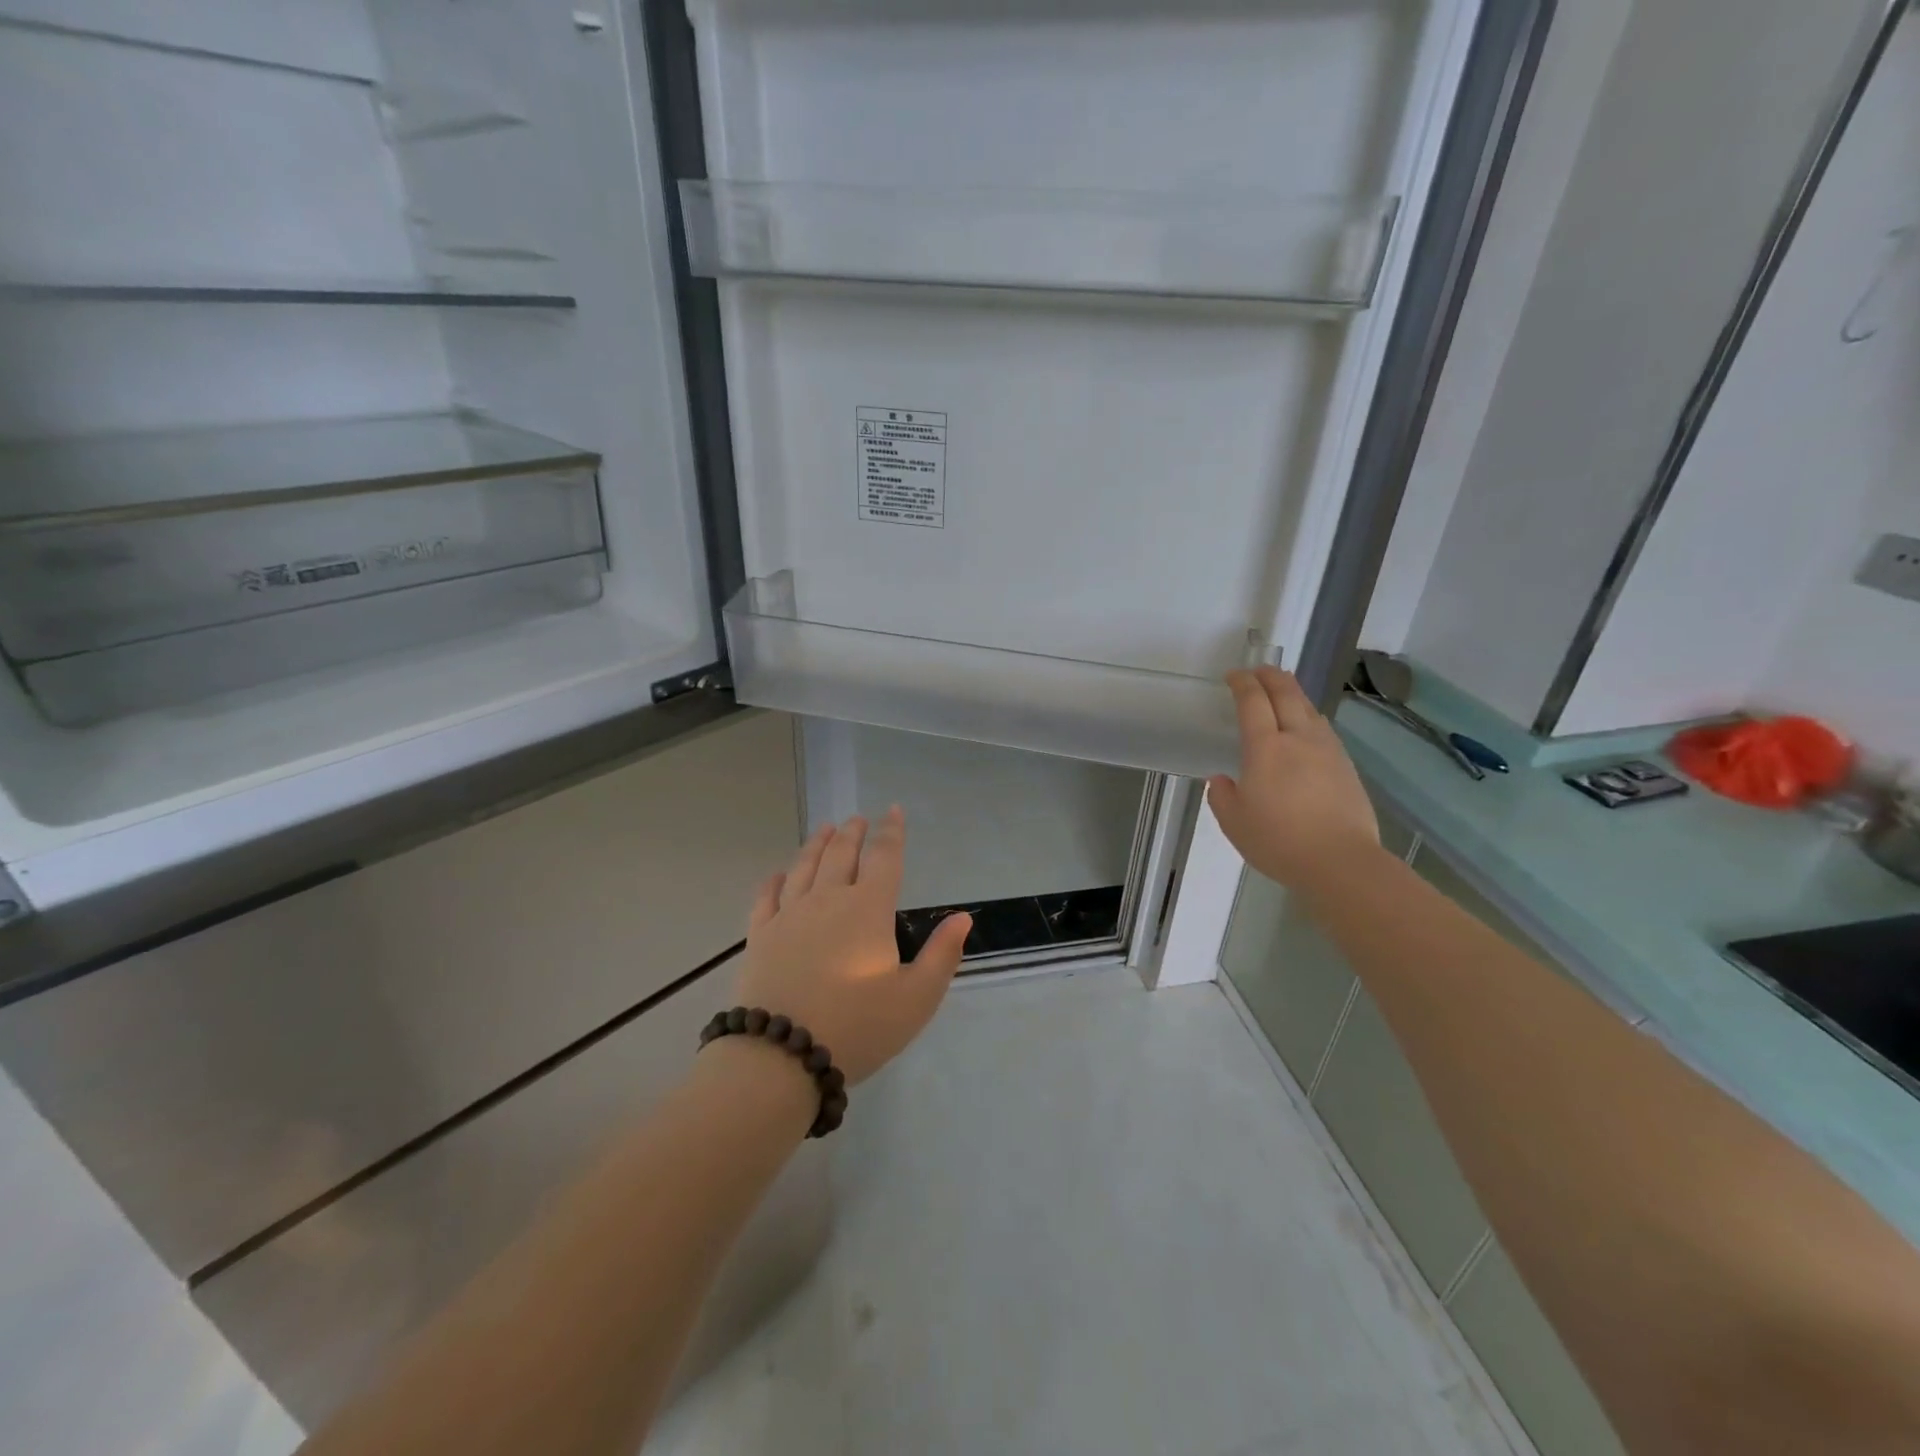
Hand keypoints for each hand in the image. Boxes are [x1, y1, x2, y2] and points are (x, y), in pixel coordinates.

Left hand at [730, 807, 970, 1085]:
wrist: (781, 1056)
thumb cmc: (858, 1026)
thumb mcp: (916, 998)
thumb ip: (942, 955)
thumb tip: (963, 917)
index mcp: (868, 909)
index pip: (884, 858)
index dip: (891, 832)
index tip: (893, 810)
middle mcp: (828, 900)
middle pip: (841, 854)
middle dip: (853, 833)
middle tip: (858, 819)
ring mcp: (789, 916)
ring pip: (804, 867)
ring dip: (817, 845)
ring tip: (826, 829)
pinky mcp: (760, 936)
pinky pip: (767, 897)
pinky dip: (775, 880)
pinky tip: (778, 874)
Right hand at [1207, 667, 1379, 888]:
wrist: (1340, 861)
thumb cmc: (1279, 841)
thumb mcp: (1235, 823)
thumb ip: (1222, 796)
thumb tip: (1222, 779)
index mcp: (1265, 748)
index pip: (1253, 702)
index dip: (1242, 683)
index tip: (1233, 676)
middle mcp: (1298, 739)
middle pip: (1286, 693)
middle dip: (1271, 676)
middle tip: (1259, 670)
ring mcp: (1327, 750)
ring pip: (1309, 708)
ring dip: (1293, 693)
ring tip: (1283, 692)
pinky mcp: (1346, 766)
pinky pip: (1323, 728)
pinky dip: (1309, 716)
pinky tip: (1307, 727)